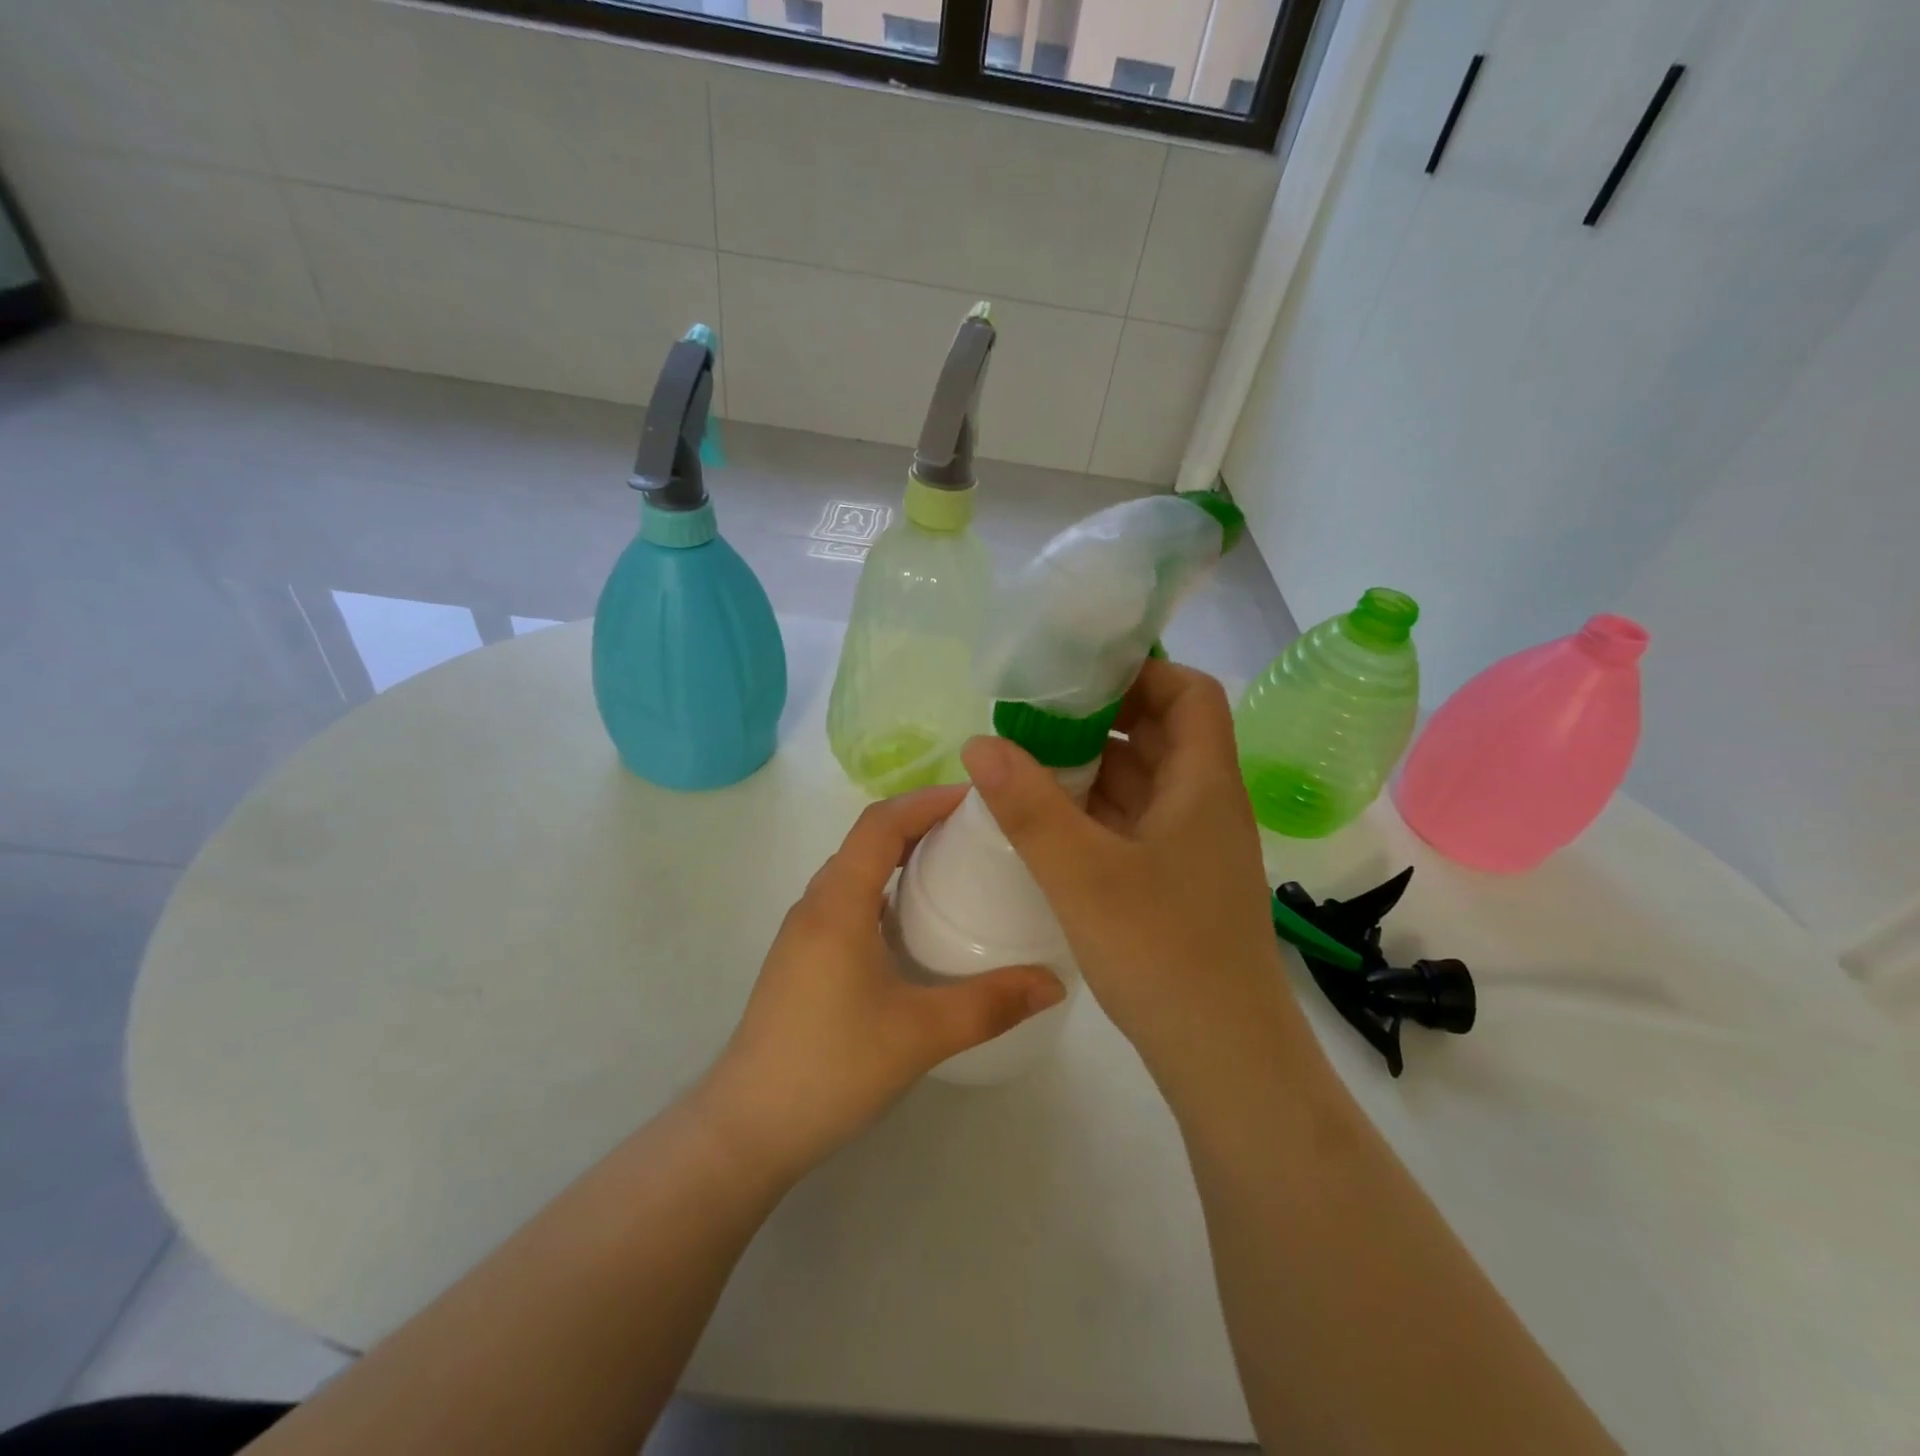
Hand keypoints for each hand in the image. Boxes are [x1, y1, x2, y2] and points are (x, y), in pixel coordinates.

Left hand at [699, 786, 1064, 1182]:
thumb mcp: (920, 1034)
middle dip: (921, 822)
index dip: (927, 800)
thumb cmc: (831, 1067)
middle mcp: (816, 904)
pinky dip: (885, 888)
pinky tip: (916, 921)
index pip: (881, 823)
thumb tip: (1054, 983)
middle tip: (978, 830)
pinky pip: (848, 899)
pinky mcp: (803, 958)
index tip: (977, 798)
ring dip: (901, 854)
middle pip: (868, 838)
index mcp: (838, 903)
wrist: (748, 1127)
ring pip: (856, 869)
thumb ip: (991, 1005)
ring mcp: (804, 932)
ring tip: (955, 866)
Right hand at [959, 660, 1310, 1091]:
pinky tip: (1049, 820)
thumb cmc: (1162, 952)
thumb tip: (978, 742)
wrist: (1223, 1057)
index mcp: (1204, 785)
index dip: (1143, 671)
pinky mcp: (1176, 881)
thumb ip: (1027, 806)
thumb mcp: (1082, 874)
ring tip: (1029, 759)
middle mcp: (1205, 805)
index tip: (1080, 674)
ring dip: (1093, 765)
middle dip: (1102, 716)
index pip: (1191, 694)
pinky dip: (1096, 809)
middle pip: (1162, 733)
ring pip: (1144, 780)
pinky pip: (1135, 821)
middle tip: (1036, 714)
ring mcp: (1192, 846)